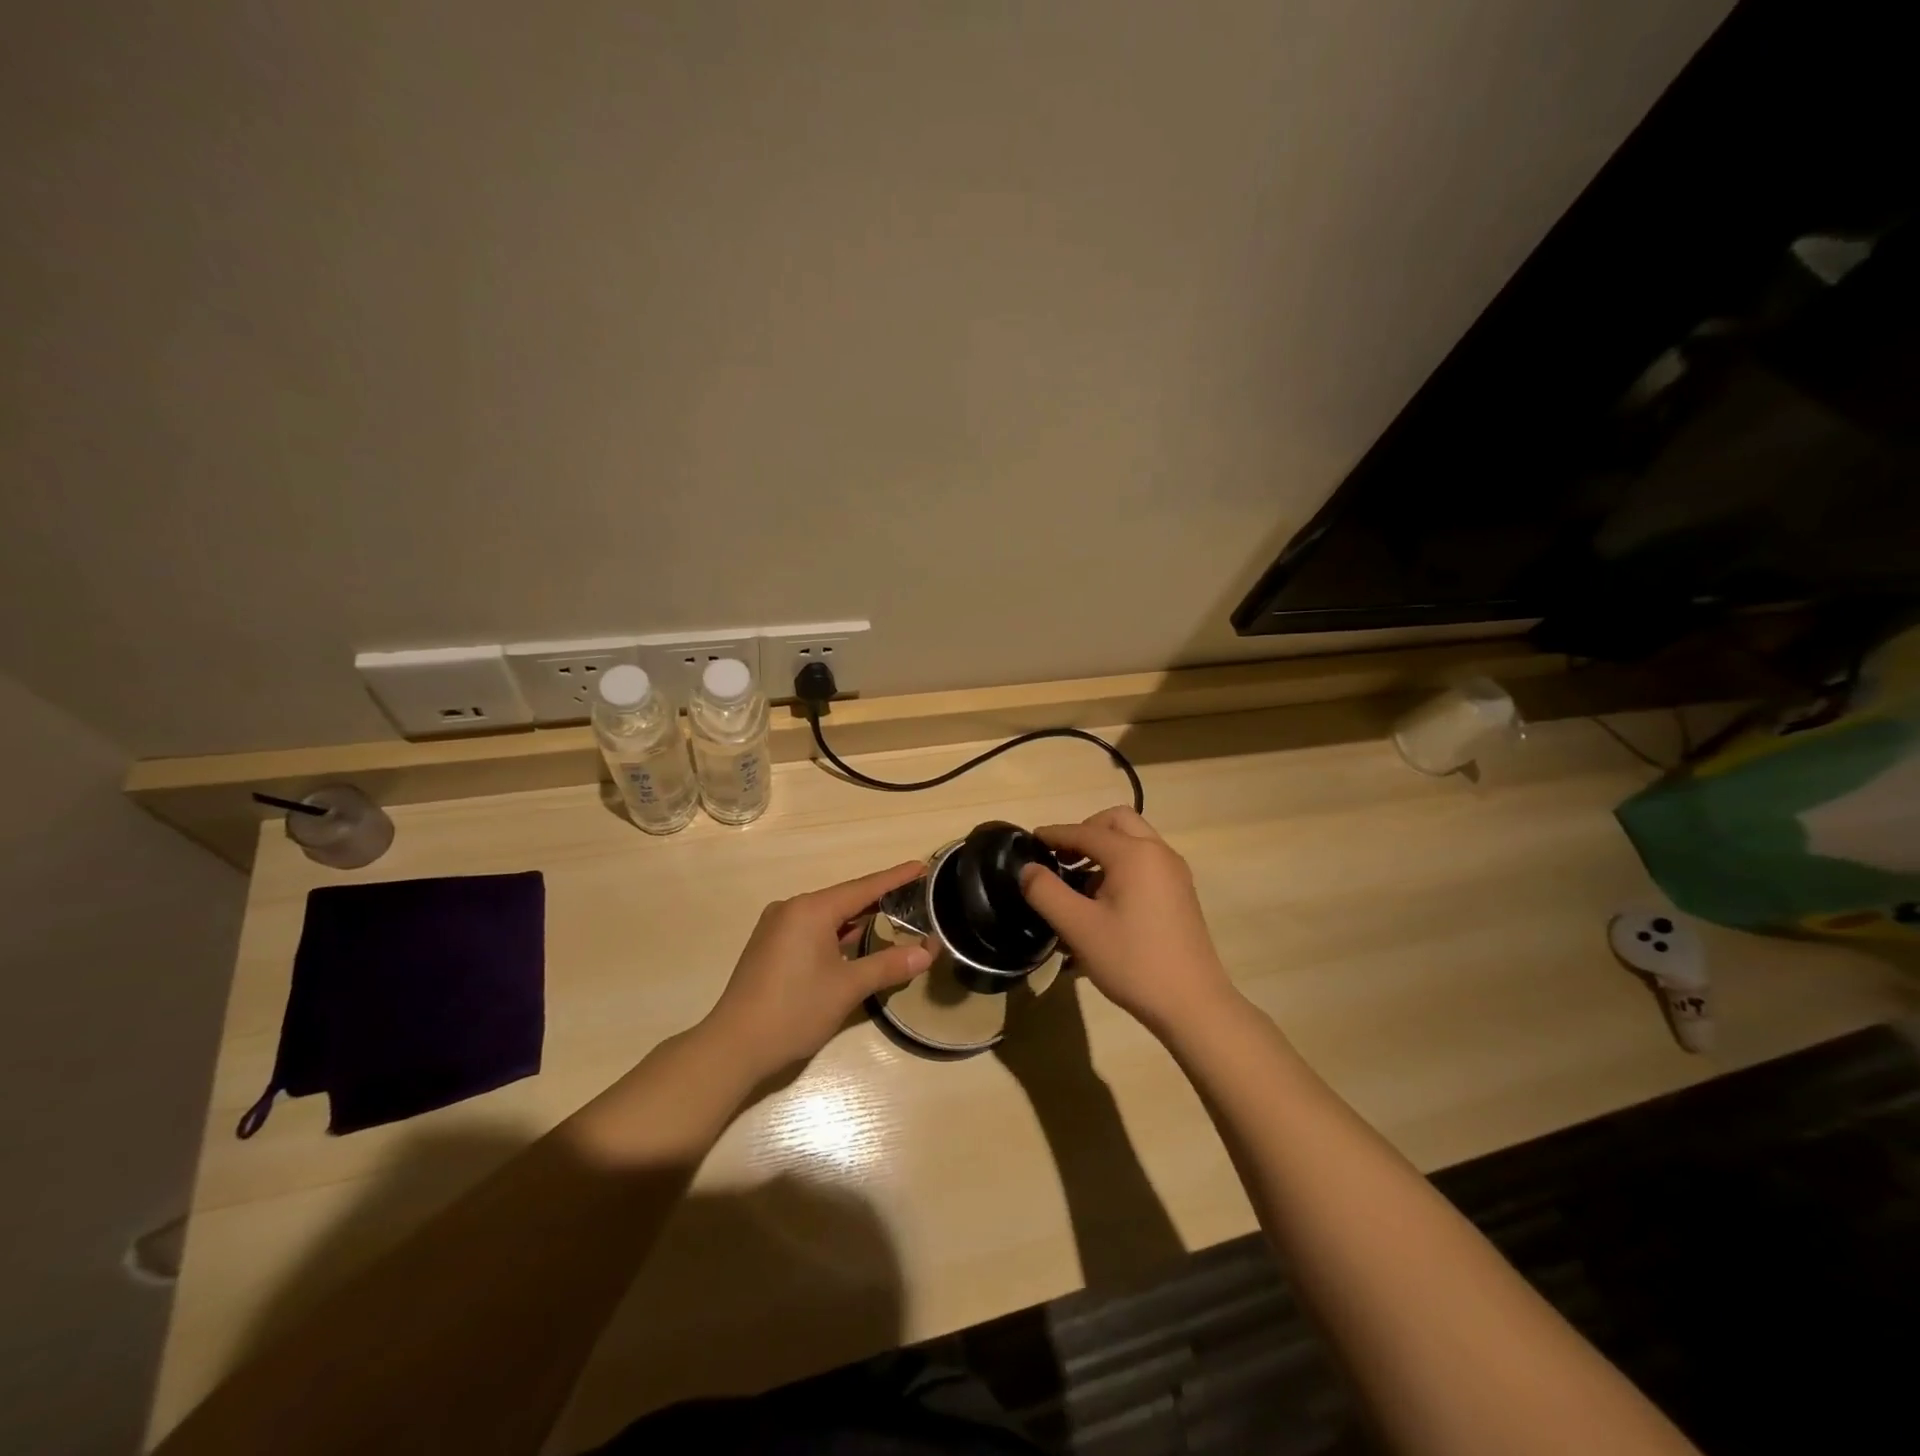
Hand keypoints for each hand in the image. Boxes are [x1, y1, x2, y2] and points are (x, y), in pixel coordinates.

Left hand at [702, 861, 931, 1081]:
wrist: (733, 1046)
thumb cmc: (794, 1010)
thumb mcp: (848, 988)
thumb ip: (888, 965)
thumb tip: (926, 952)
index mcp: (811, 909)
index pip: (864, 888)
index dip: (895, 878)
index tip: (922, 867)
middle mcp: (792, 908)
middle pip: (845, 898)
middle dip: (879, 899)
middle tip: (914, 895)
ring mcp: (776, 926)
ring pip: (827, 915)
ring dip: (857, 918)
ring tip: (892, 915)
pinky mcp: (769, 945)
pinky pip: (811, 928)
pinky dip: (836, 932)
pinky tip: (854, 940)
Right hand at [1019, 807, 1238, 1038]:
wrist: (1192, 1004)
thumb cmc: (1132, 961)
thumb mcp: (1078, 928)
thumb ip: (1046, 892)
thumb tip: (1027, 868)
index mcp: (1134, 854)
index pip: (1085, 831)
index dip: (1055, 834)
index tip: (1030, 840)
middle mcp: (1158, 852)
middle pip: (1116, 822)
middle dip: (1085, 831)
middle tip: (1061, 856)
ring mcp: (1174, 872)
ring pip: (1134, 840)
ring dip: (1104, 848)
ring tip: (1078, 881)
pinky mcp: (1180, 892)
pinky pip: (1146, 860)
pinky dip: (1122, 863)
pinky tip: (1105, 899)